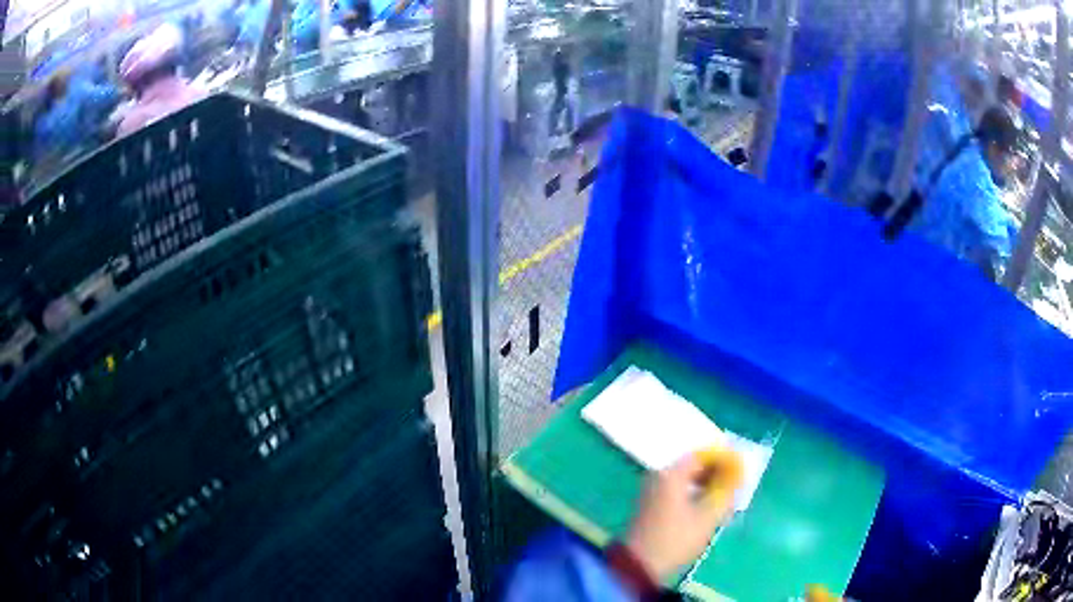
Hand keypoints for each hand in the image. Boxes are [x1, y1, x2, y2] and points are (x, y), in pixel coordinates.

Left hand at [624, 449, 742, 581]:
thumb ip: (726, 491)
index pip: (701, 454)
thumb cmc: (676, 539)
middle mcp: (658, 477)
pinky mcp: (650, 507)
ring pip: (685, 480)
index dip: (724, 458)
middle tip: (735, 484)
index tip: (741, 468)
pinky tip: (707, 508)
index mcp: (670, 474)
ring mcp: (651, 492)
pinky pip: (677, 491)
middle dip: (716, 472)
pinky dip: (694, 494)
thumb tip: (737, 475)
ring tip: (725, 497)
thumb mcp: (708, 516)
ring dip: (706, 485)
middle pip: (692, 466)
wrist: (639, 566)